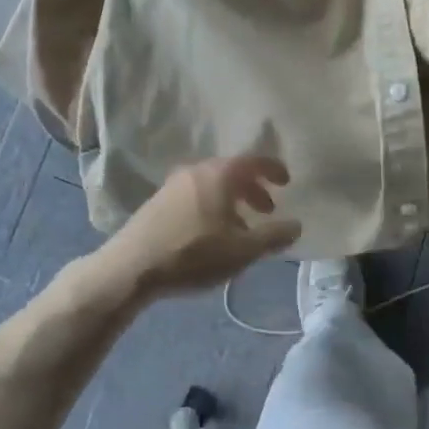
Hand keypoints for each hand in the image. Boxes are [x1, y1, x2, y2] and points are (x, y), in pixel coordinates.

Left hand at [93, 156, 300, 301]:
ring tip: (241, 227)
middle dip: (253, 188)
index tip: (286, 182)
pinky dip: (212, 206)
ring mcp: (173, 184)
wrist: (130, 267)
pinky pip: (195, 195)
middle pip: (232, 171)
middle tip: (267, 209)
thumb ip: (273, 236)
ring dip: (232, 200)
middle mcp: (197, 170)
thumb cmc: (193, 254)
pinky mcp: (158, 202)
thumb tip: (297, 224)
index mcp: (220, 174)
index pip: (254, 161)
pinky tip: (212, 234)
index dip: (273, 169)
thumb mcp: (242, 251)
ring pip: (212, 185)